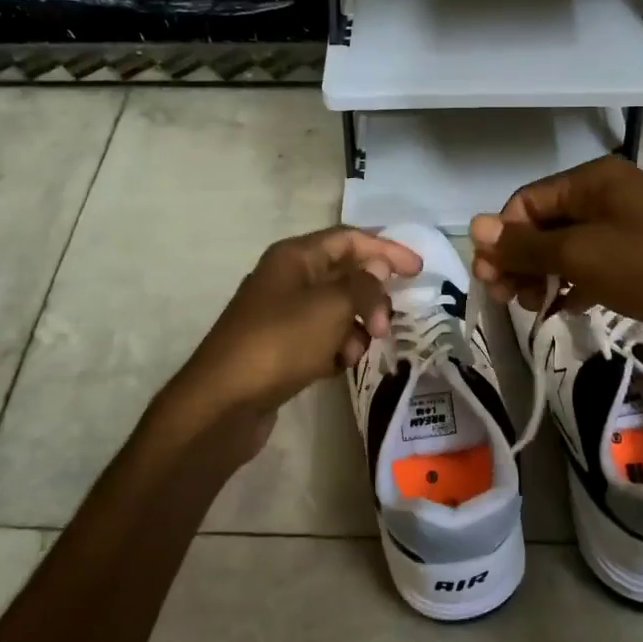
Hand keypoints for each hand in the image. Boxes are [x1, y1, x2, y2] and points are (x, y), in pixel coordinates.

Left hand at [159, 227, 422, 447]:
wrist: (225, 402)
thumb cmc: (281, 342)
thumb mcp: (331, 306)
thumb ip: (363, 284)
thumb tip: (377, 268)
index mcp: (294, 257)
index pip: (349, 239)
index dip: (385, 250)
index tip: (418, 270)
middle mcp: (287, 279)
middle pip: (345, 275)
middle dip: (371, 298)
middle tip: (385, 325)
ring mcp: (282, 315)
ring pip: (337, 310)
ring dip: (355, 328)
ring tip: (354, 352)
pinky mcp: (281, 348)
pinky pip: (322, 338)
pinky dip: (336, 348)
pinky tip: (335, 366)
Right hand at [469, 156, 642, 382]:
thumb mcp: (580, 254)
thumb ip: (525, 245)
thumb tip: (472, 227)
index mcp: (594, 179)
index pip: (527, 201)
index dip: (503, 237)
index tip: (489, 279)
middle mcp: (611, 196)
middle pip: (546, 224)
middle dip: (520, 259)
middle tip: (503, 298)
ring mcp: (630, 229)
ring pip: (569, 248)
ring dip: (543, 275)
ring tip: (531, 307)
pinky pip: (594, 268)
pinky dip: (573, 286)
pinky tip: (562, 310)